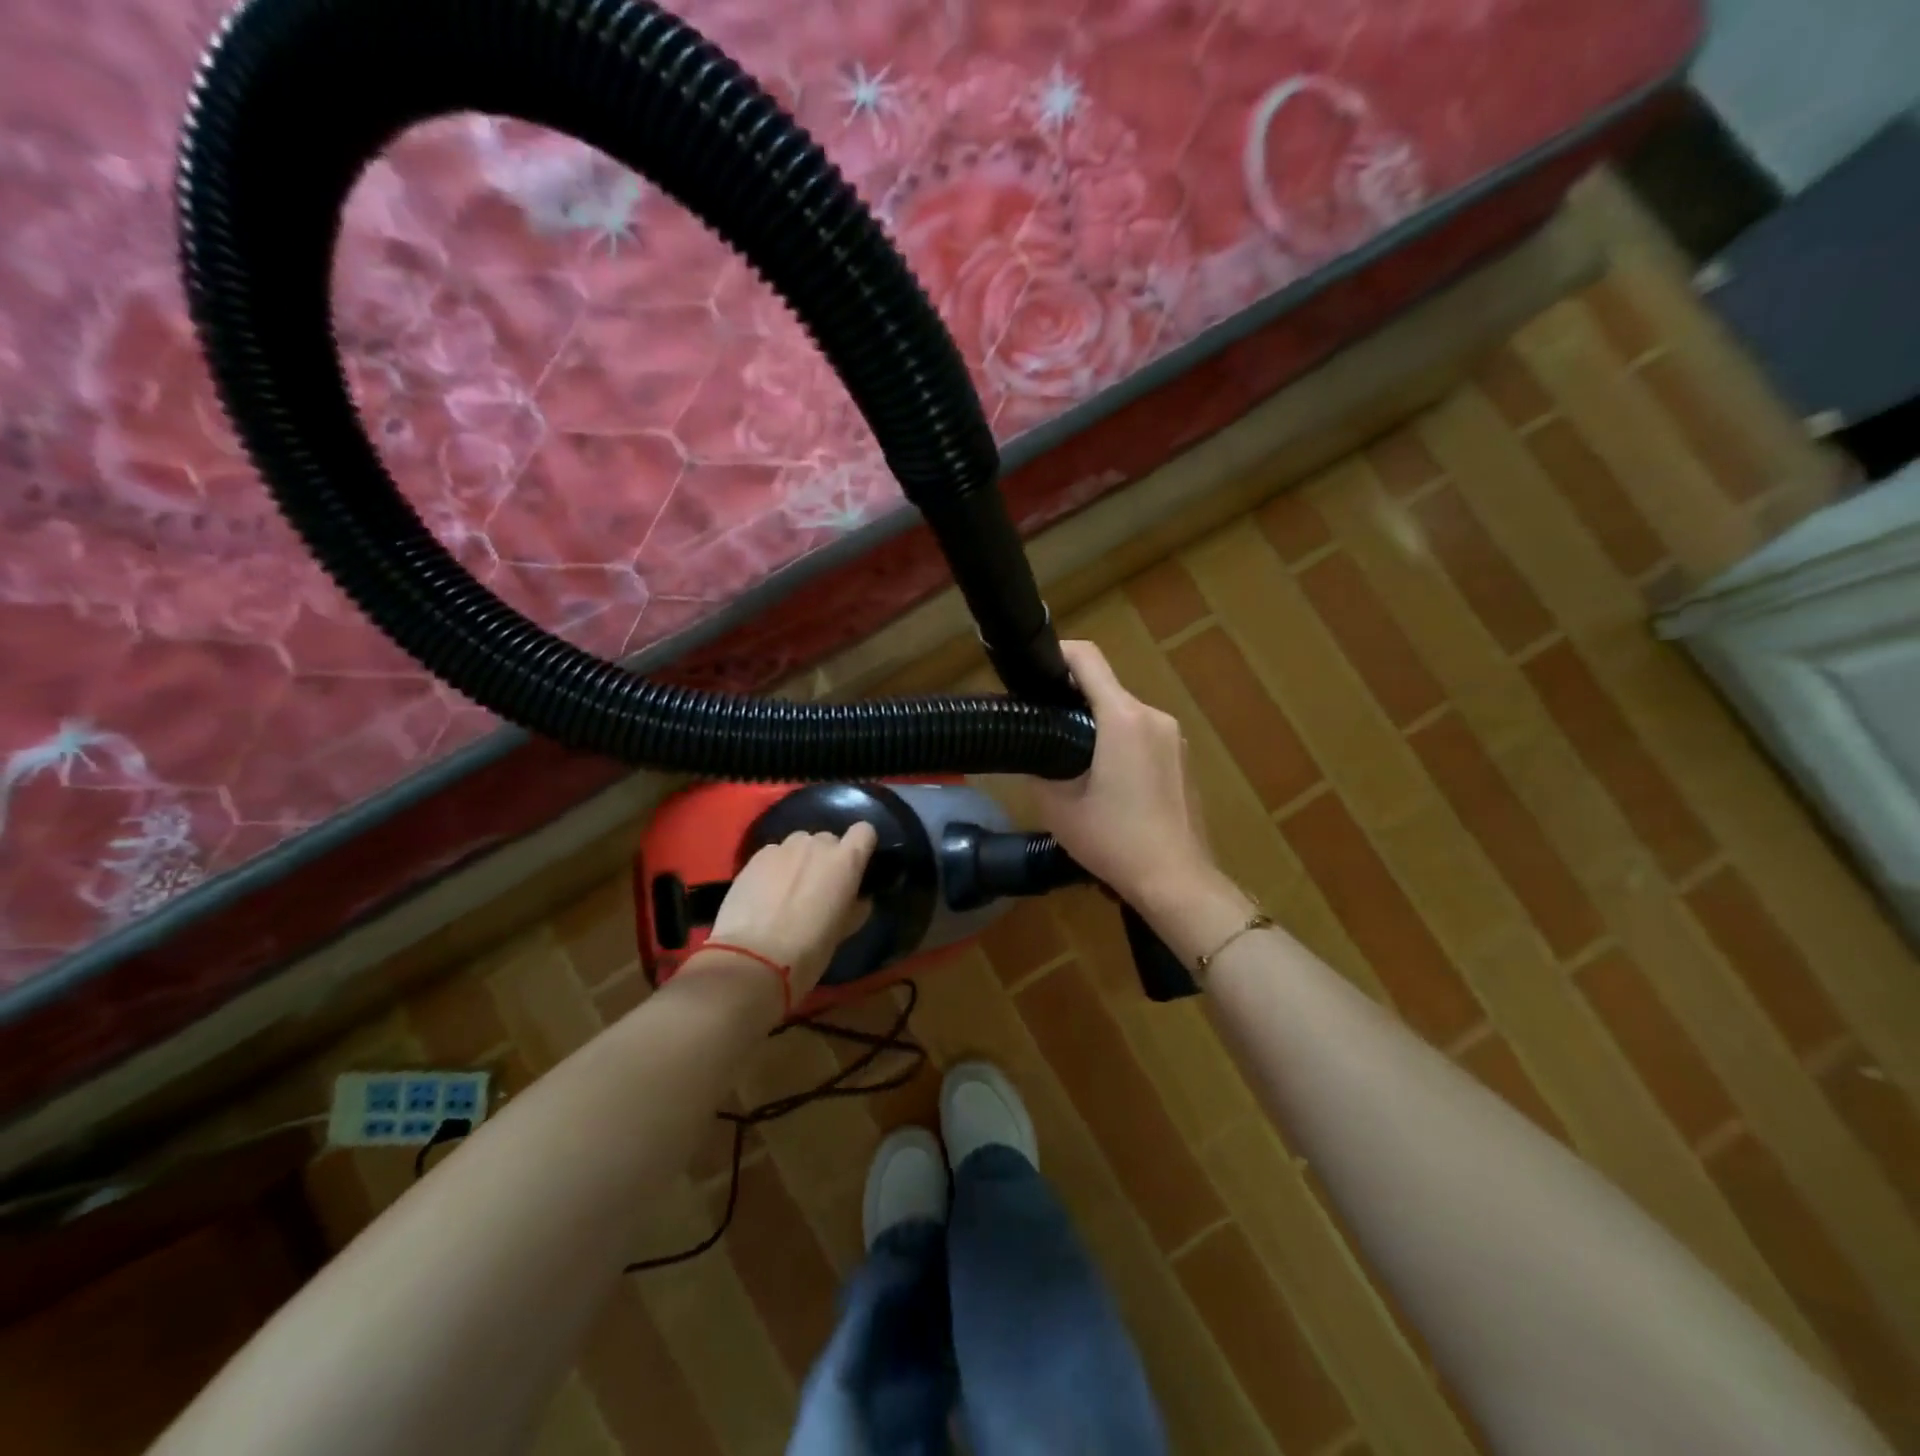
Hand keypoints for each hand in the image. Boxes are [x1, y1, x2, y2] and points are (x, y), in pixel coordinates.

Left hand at [704, 823, 876, 1004]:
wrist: (753, 958)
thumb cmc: (809, 949)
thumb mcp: (844, 930)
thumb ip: (855, 905)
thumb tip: (857, 898)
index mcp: (846, 860)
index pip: (864, 831)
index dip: (861, 846)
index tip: (855, 867)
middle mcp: (817, 844)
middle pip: (828, 840)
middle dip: (826, 858)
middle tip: (818, 887)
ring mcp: (783, 847)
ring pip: (799, 844)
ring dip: (799, 860)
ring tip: (788, 889)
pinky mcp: (755, 856)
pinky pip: (774, 854)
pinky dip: (774, 867)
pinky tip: (765, 893)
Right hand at [1029, 640, 1219, 912]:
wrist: (1175, 880)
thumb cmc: (1114, 841)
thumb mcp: (1058, 807)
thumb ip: (1038, 767)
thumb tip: (1028, 748)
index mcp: (1123, 719)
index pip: (1088, 659)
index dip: (1056, 654)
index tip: (1032, 669)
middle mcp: (1154, 716)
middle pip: (1106, 688)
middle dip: (1072, 698)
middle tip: (1041, 724)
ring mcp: (1174, 737)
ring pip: (1125, 712)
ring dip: (1097, 723)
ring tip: (1070, 756)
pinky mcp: (1183, 758)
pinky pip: (1144, 734)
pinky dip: (1120, 742)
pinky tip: (1106, 779)